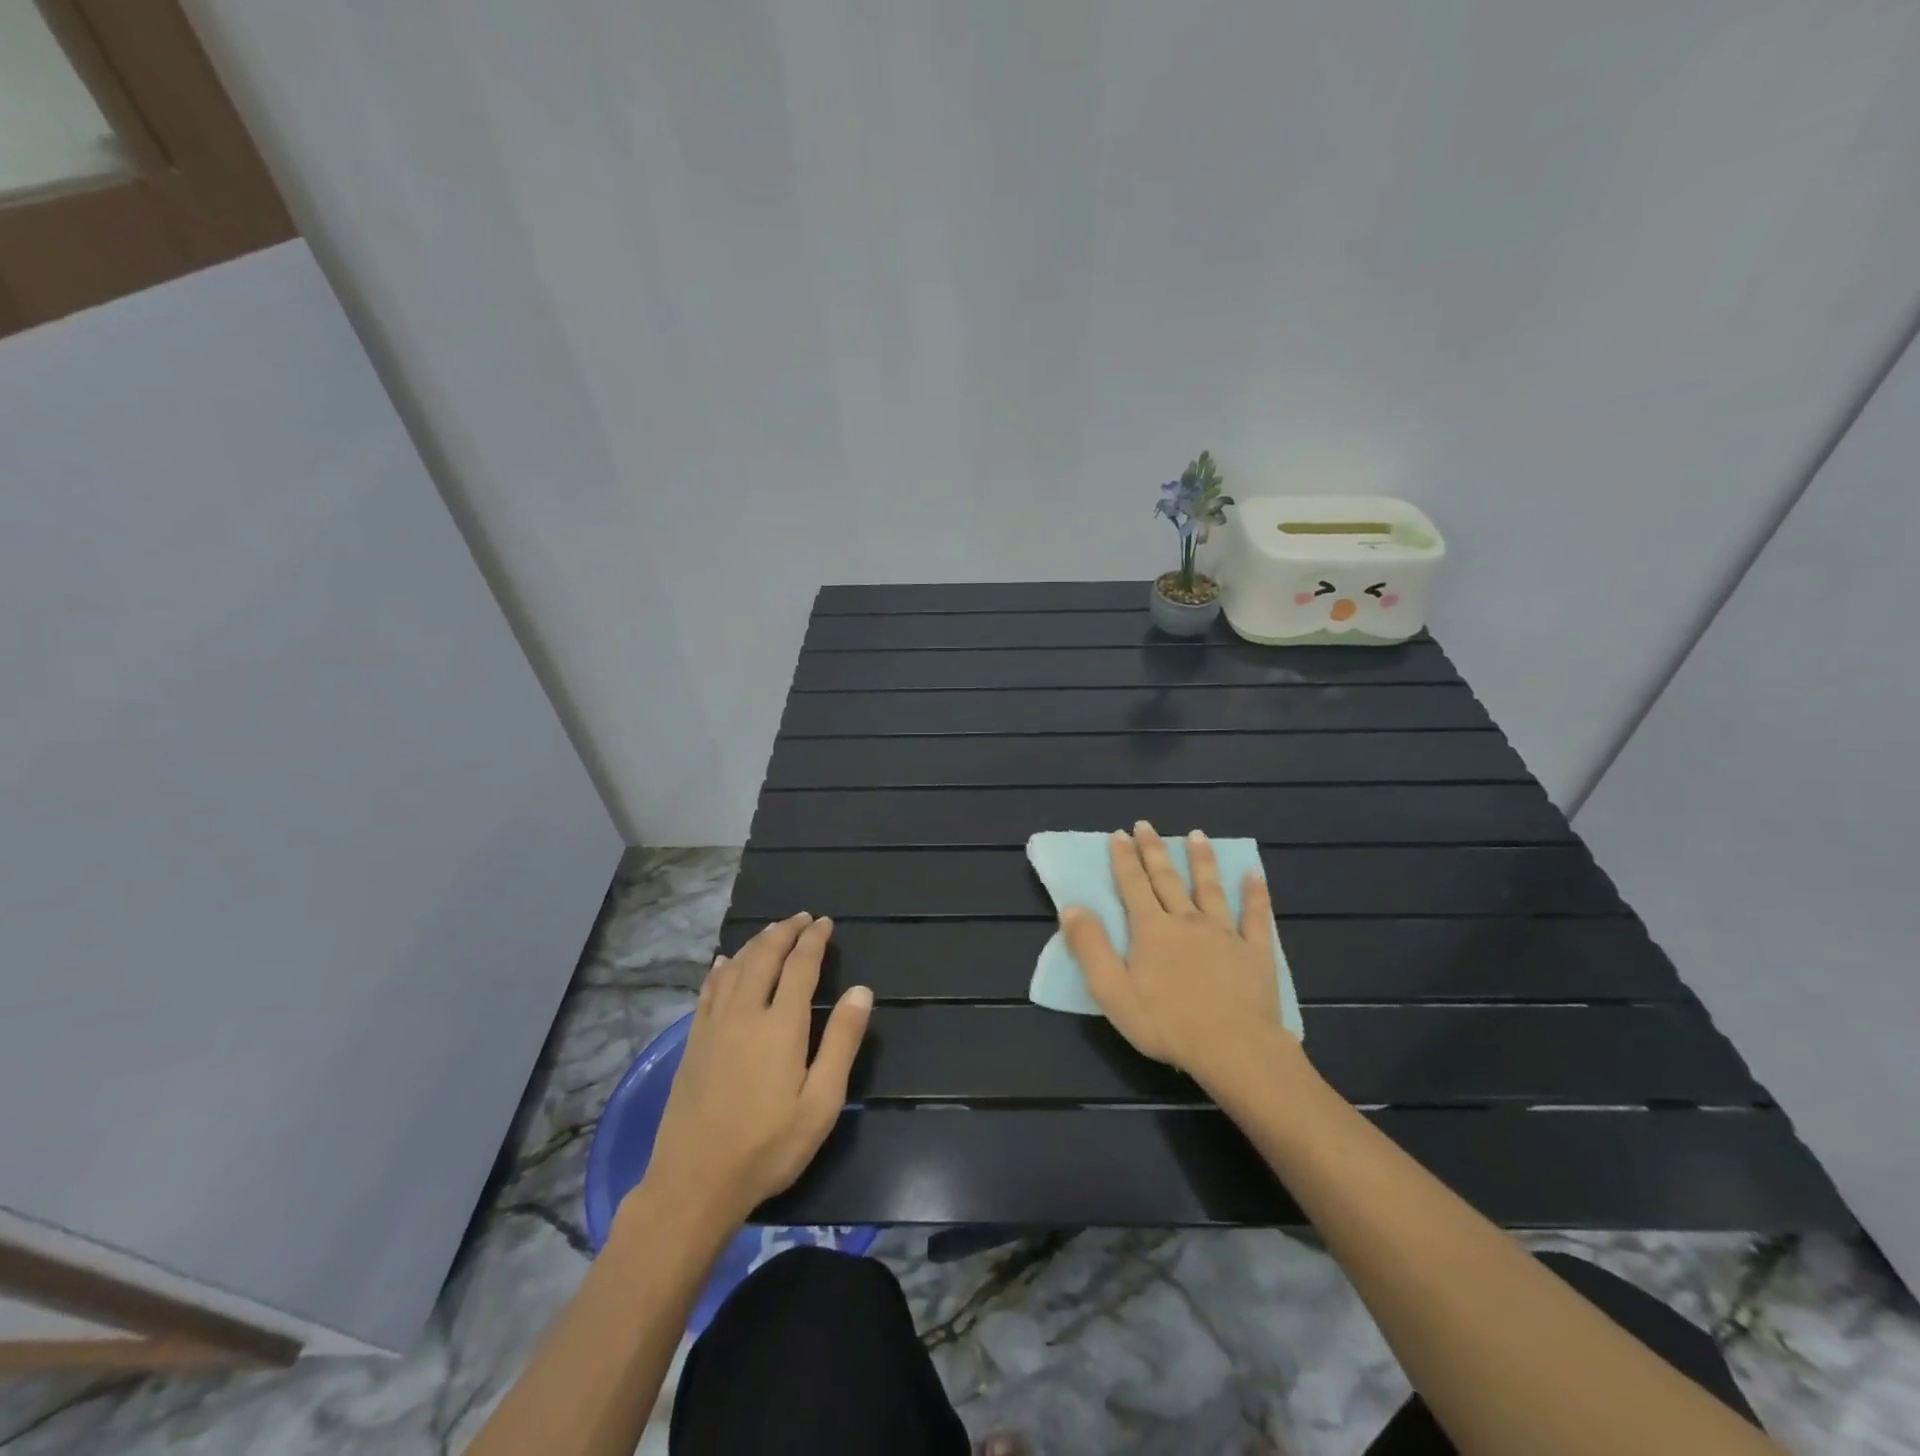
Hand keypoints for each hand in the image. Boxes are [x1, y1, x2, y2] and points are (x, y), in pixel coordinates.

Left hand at [638, 913, 871, 1226]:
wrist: (693, 1183)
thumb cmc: (768, 1146)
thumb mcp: (821, 1103)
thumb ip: (841, 1042)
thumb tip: (861, 990)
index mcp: (781, 1024)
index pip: (800, 965)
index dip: (813, 940)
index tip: (825, 923)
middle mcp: (745, 1012)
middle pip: (764, 956)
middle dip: (785, 931)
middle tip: (802, 918)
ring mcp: (714, 1025)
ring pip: (736, 967)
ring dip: (757, 943)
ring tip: (773, 930)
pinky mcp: (694, 1042)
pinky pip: (709, 989)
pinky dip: (722, 968)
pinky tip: (725, 962)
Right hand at [1060, 823, 1297, 1093]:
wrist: (1233, 1048)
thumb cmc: (1166, 1023)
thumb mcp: (1112, 990)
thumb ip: (1090, 946)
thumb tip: (1071, 907)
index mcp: (1151, 930)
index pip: (1133, 885)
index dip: (1123, 858)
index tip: (1119, 834)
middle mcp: (1186, 920)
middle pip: (1167, 879)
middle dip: (1154, 850)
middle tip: (1146, 825)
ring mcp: (1224, 933)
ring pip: (1210, 888)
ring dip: (1202, 860)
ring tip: (1197, 835)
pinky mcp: (1254, 951)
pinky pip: (1255, 916)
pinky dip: (1255, 894)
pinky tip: (1254, 875)